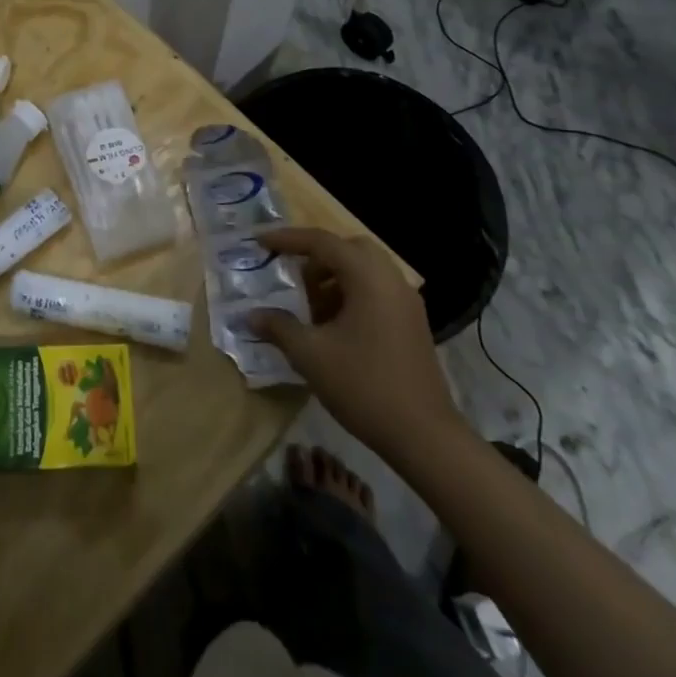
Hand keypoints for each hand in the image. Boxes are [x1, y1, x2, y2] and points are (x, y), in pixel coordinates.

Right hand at [249, 228, 467, 462]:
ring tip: (309, 307)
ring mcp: (406, 302)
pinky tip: (334, 327)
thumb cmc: (364, 386)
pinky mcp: (413, 323)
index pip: (322, 242)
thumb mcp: (310, 355)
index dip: (287, 239)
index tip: (260, 243)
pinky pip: (376, 290)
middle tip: (292, 278)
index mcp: (367, 277)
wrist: (425, 437)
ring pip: (364, 270)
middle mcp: (390, 280)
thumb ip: (278, 327)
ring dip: (333, 278)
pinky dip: (351, 294)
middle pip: (348, 248)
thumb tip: (251, 315)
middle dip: (315, 257)